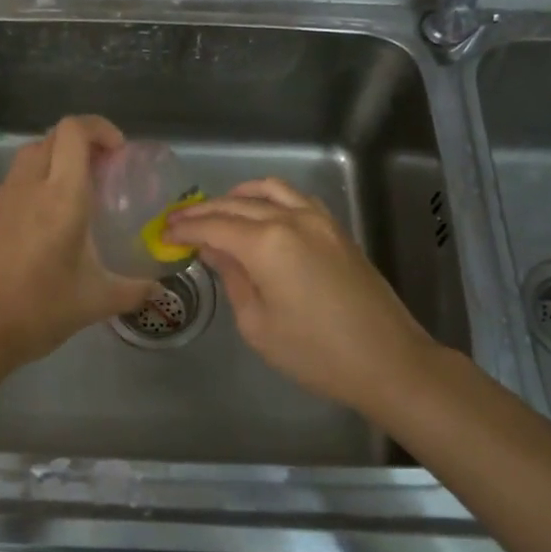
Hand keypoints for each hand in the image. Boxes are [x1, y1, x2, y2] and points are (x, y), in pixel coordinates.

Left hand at [0, 116, 155, 373]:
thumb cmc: (38, 309)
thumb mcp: (95, 301)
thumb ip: (133, 290)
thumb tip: (160, 291)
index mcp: (60, 196)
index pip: (74, 131)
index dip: (100, 128)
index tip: (119, 153)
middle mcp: (30, 186)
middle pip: (54, 136)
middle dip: (83, 142)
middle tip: (107, 171)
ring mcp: (4, 198)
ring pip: (33, 154)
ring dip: (59, 158)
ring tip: (82, 192)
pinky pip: (19, 179)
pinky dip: (40, 180)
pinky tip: (53, 219)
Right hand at [165, 178, 440, 417]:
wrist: (387, 360)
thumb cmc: (315, 353)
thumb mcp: (258, 324)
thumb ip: (232, 278)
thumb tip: (213, 250)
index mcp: (267, 244)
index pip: (214, 226)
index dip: (185, 229)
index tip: (163, 233)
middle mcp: (291, 219)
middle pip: (237, 204)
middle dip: (203, 211)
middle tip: (178, 222)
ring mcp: (319, 220)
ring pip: (269, 191)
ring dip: (236, 197)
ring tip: (216, 212)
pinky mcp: (336, 229)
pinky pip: (294, 198)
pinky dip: (268, 198)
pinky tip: (259, 214)